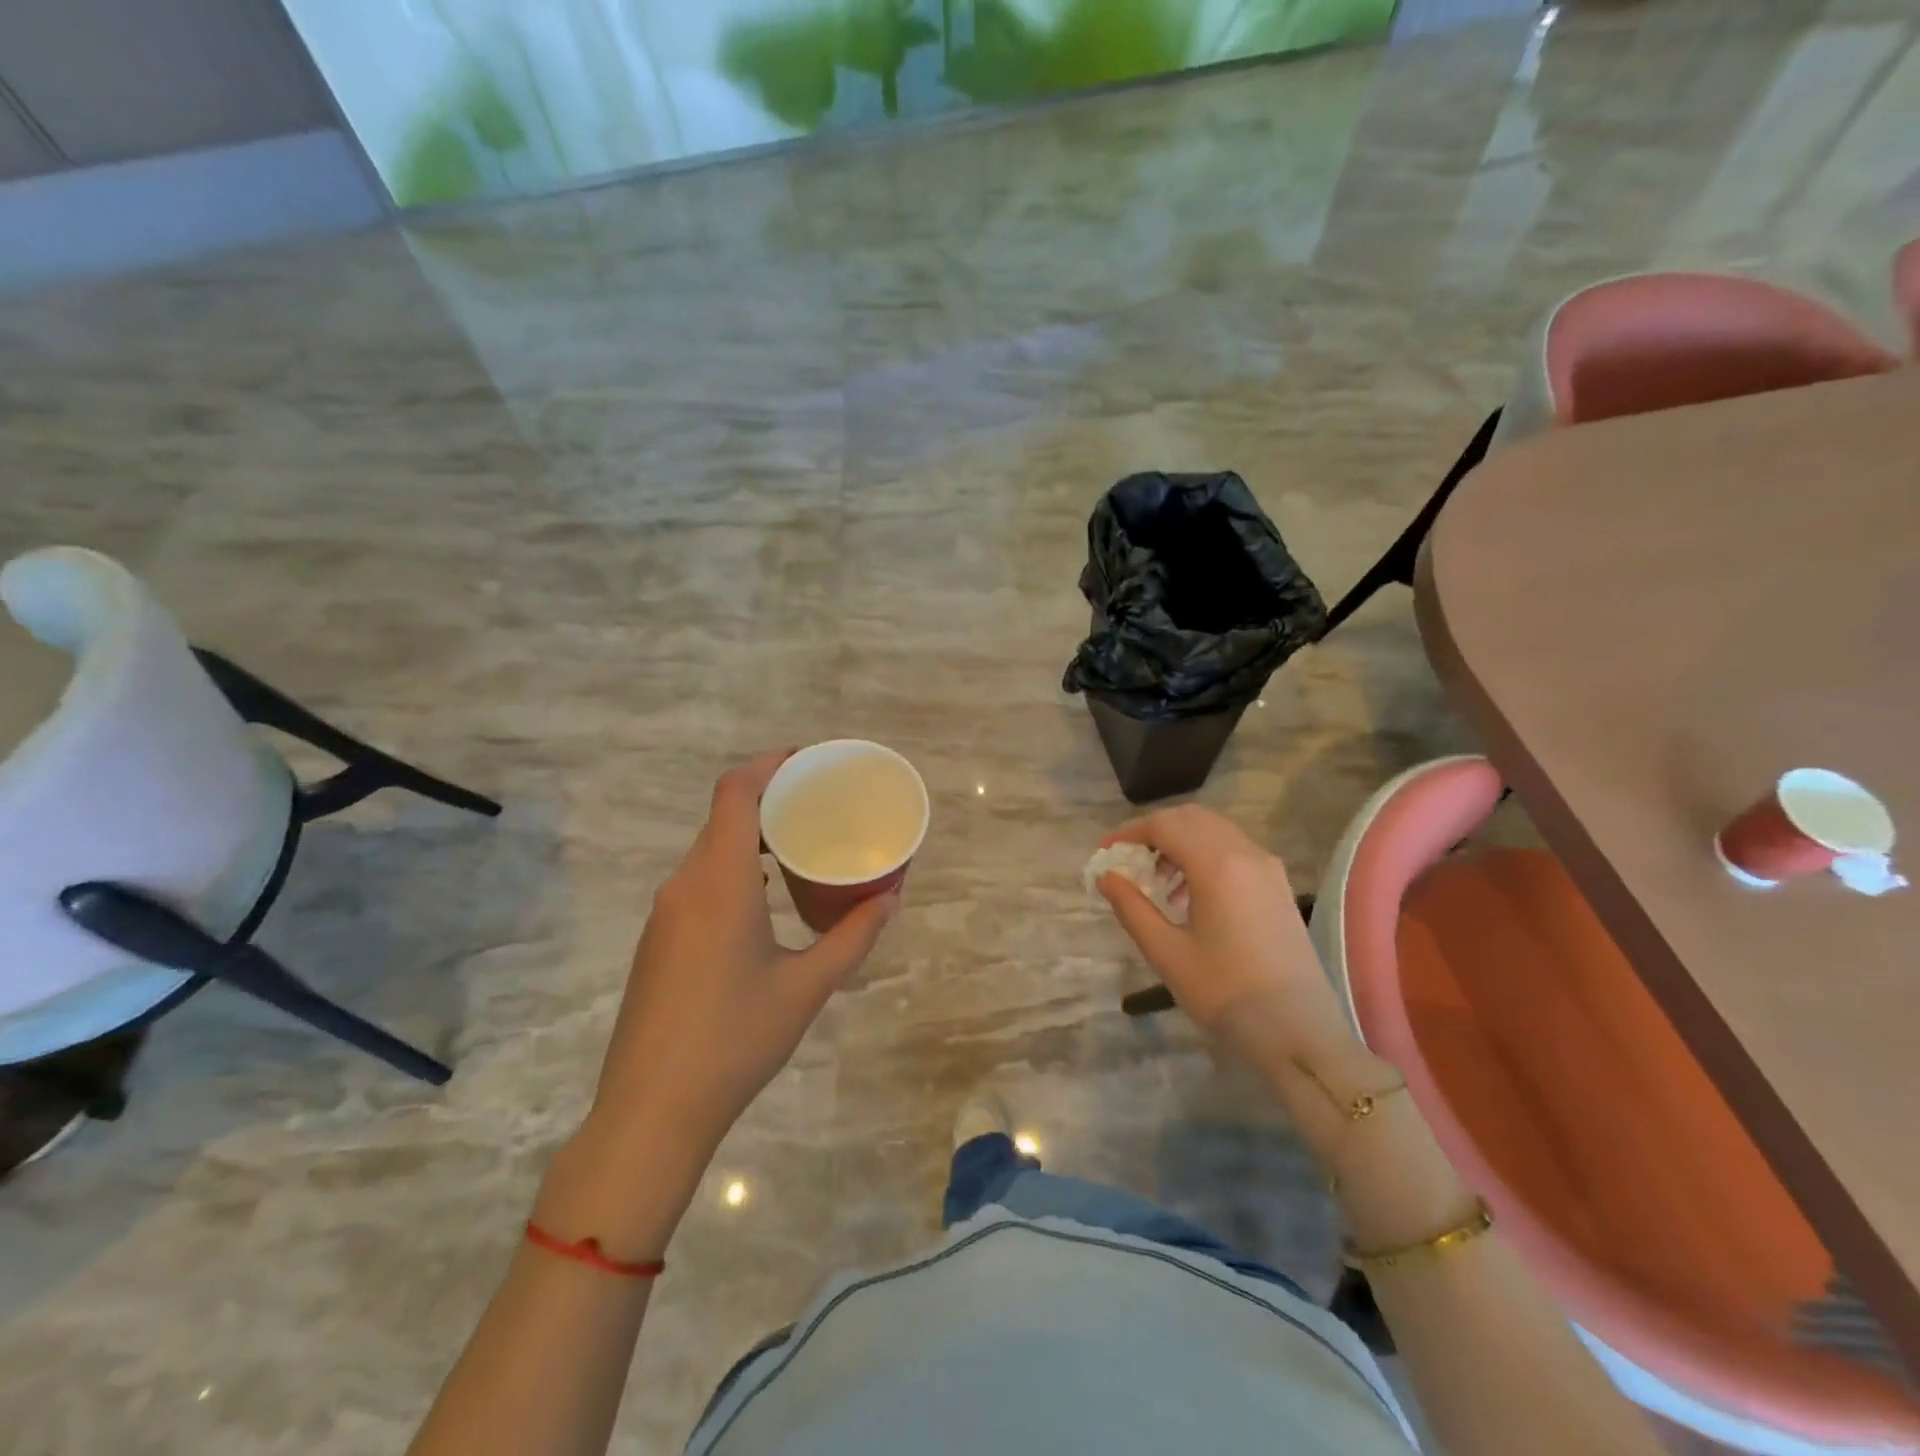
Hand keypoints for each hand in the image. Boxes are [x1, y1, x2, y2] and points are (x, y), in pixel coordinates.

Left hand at [585, 750, 899, 1170]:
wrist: (650, 1111)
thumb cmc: (735, 1040)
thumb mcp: (807, 987)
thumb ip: (853, 937)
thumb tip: (891, 898)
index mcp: (718, 882)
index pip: (734, 793)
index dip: (768, 764)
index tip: (808, 761)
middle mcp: (684, 884)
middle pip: (722, 816)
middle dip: (769, 798)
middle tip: (819, 804)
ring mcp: (665, 913)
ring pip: (709, 850)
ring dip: (750, 835)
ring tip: (799, 845)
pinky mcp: (659, 939)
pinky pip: (699, 880)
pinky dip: (733, 867)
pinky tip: (764, 896)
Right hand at [1097, 805, 1361, 1071]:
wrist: (1298, 1033)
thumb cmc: (1225, 993)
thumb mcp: (1167, 953)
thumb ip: (1132, 908)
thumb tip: (1106, 876)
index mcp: (1217, 865)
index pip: (1164, 825)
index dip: (1129, 832)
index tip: (1105, 852)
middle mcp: (1246, 854)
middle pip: (1192, 819)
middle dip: (1155, 831)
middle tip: (1129, 859)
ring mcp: (1268, 868)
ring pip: (1215, 831)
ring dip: (1181, 842)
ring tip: (1158, 881)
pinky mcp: (1279, 886)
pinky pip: (1235, 851)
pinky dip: (1205, 855)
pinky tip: (1191, 895)